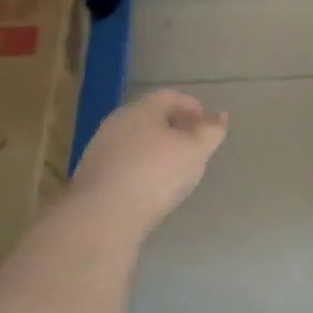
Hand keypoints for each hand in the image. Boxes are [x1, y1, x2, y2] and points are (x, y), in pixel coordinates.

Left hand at [66, 89, 228, 236]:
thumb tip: (220, 116)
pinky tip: (148, 187)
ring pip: (135, 140)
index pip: (170, 96)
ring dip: (155, 149)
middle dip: (174, 128)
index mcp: (142, 109)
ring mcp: (100, 147)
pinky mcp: (91, 174)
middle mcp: (117, 121)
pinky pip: (123, 162)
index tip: (207, 125)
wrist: (102, 215)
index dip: (192, 106)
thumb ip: (211, 132)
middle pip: (151, 117)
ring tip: (172, 170)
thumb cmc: (155, 174)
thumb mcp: (194, 152)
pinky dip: (139, 167)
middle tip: (192, 147)